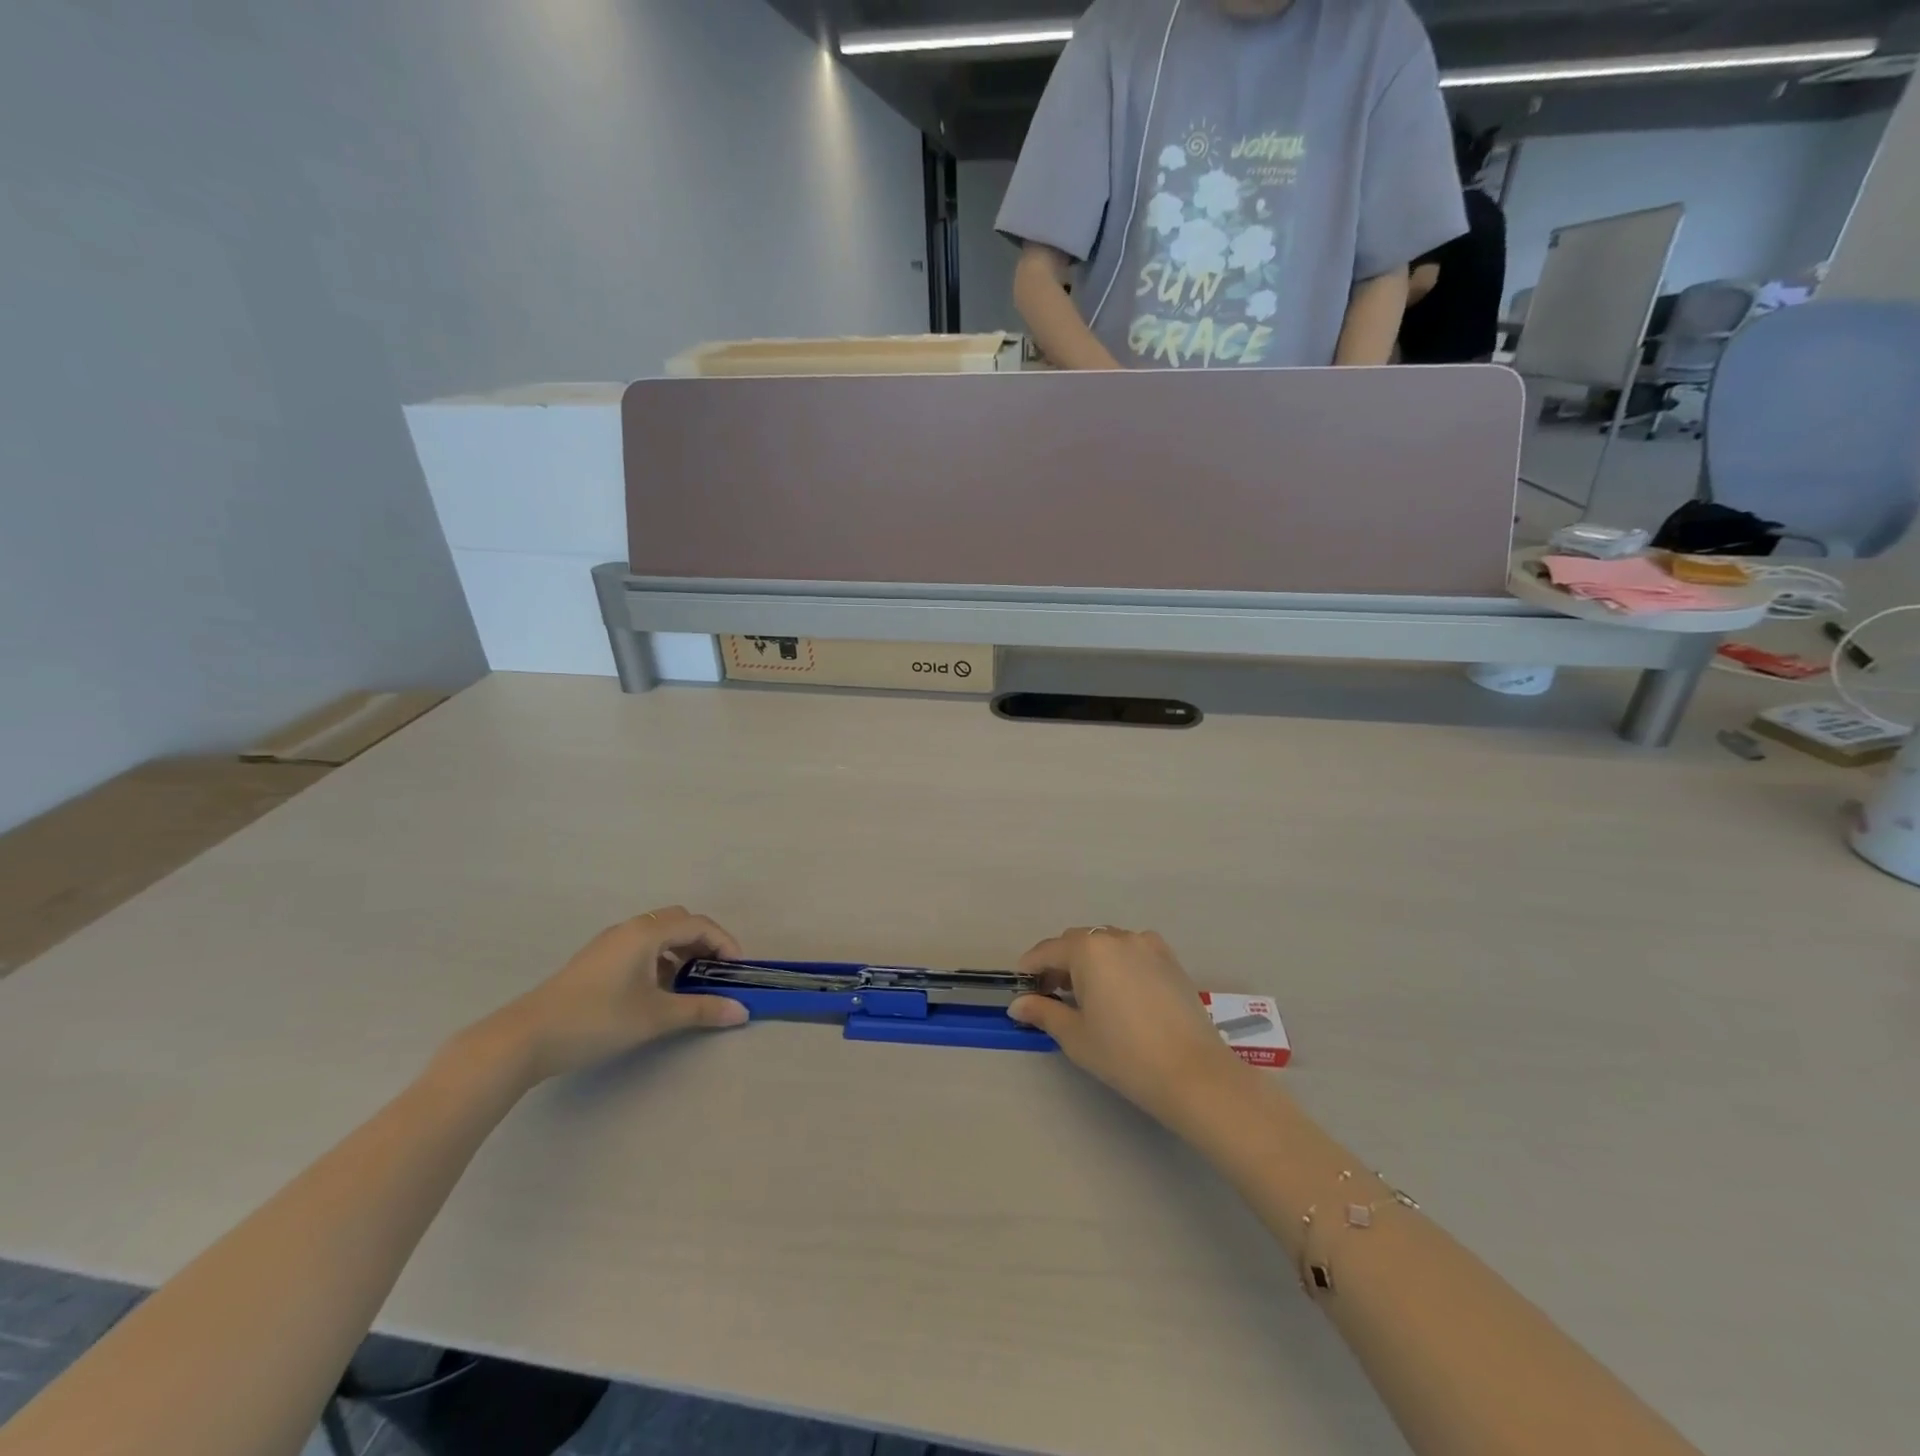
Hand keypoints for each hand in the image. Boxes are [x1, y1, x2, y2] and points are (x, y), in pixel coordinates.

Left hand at [482, 907, 748, 1082]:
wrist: (525, 1038)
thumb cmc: (597, 1020)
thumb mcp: (655, 1017)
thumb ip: (701, 1010)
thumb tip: (741, 1011)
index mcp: (647, 932)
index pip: (699, 924)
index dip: (724, 943)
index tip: (737, 972)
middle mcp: (629, 928)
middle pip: (679, 922)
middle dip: (704, 944)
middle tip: (715, 974)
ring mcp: (609, 943)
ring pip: (658, 935)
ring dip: (680, 953)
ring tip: (688, 987)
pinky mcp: (595, 961)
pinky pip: (640, 948)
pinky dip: (659, 960)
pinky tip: (656, 992)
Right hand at [1008, 927, 1248, 1130]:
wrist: (1193, 1073)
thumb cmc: (1124, 1054)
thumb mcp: (1075, 1036)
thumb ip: (1043, 1012)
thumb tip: (1018, 1005)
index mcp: (1089, 949)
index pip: (1048, 951)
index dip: (1031, 968)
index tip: (1022, 987)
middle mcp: (1117, 937)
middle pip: (1077, 942)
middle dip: (1060, 963)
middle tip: (1052, 995)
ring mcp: (1148, 945)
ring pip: (1106, 944)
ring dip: (1090, 962)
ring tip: (1087, 996)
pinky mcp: (1170, 959)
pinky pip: (1132, 952)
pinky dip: (1117, 964)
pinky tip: (1120, 994)